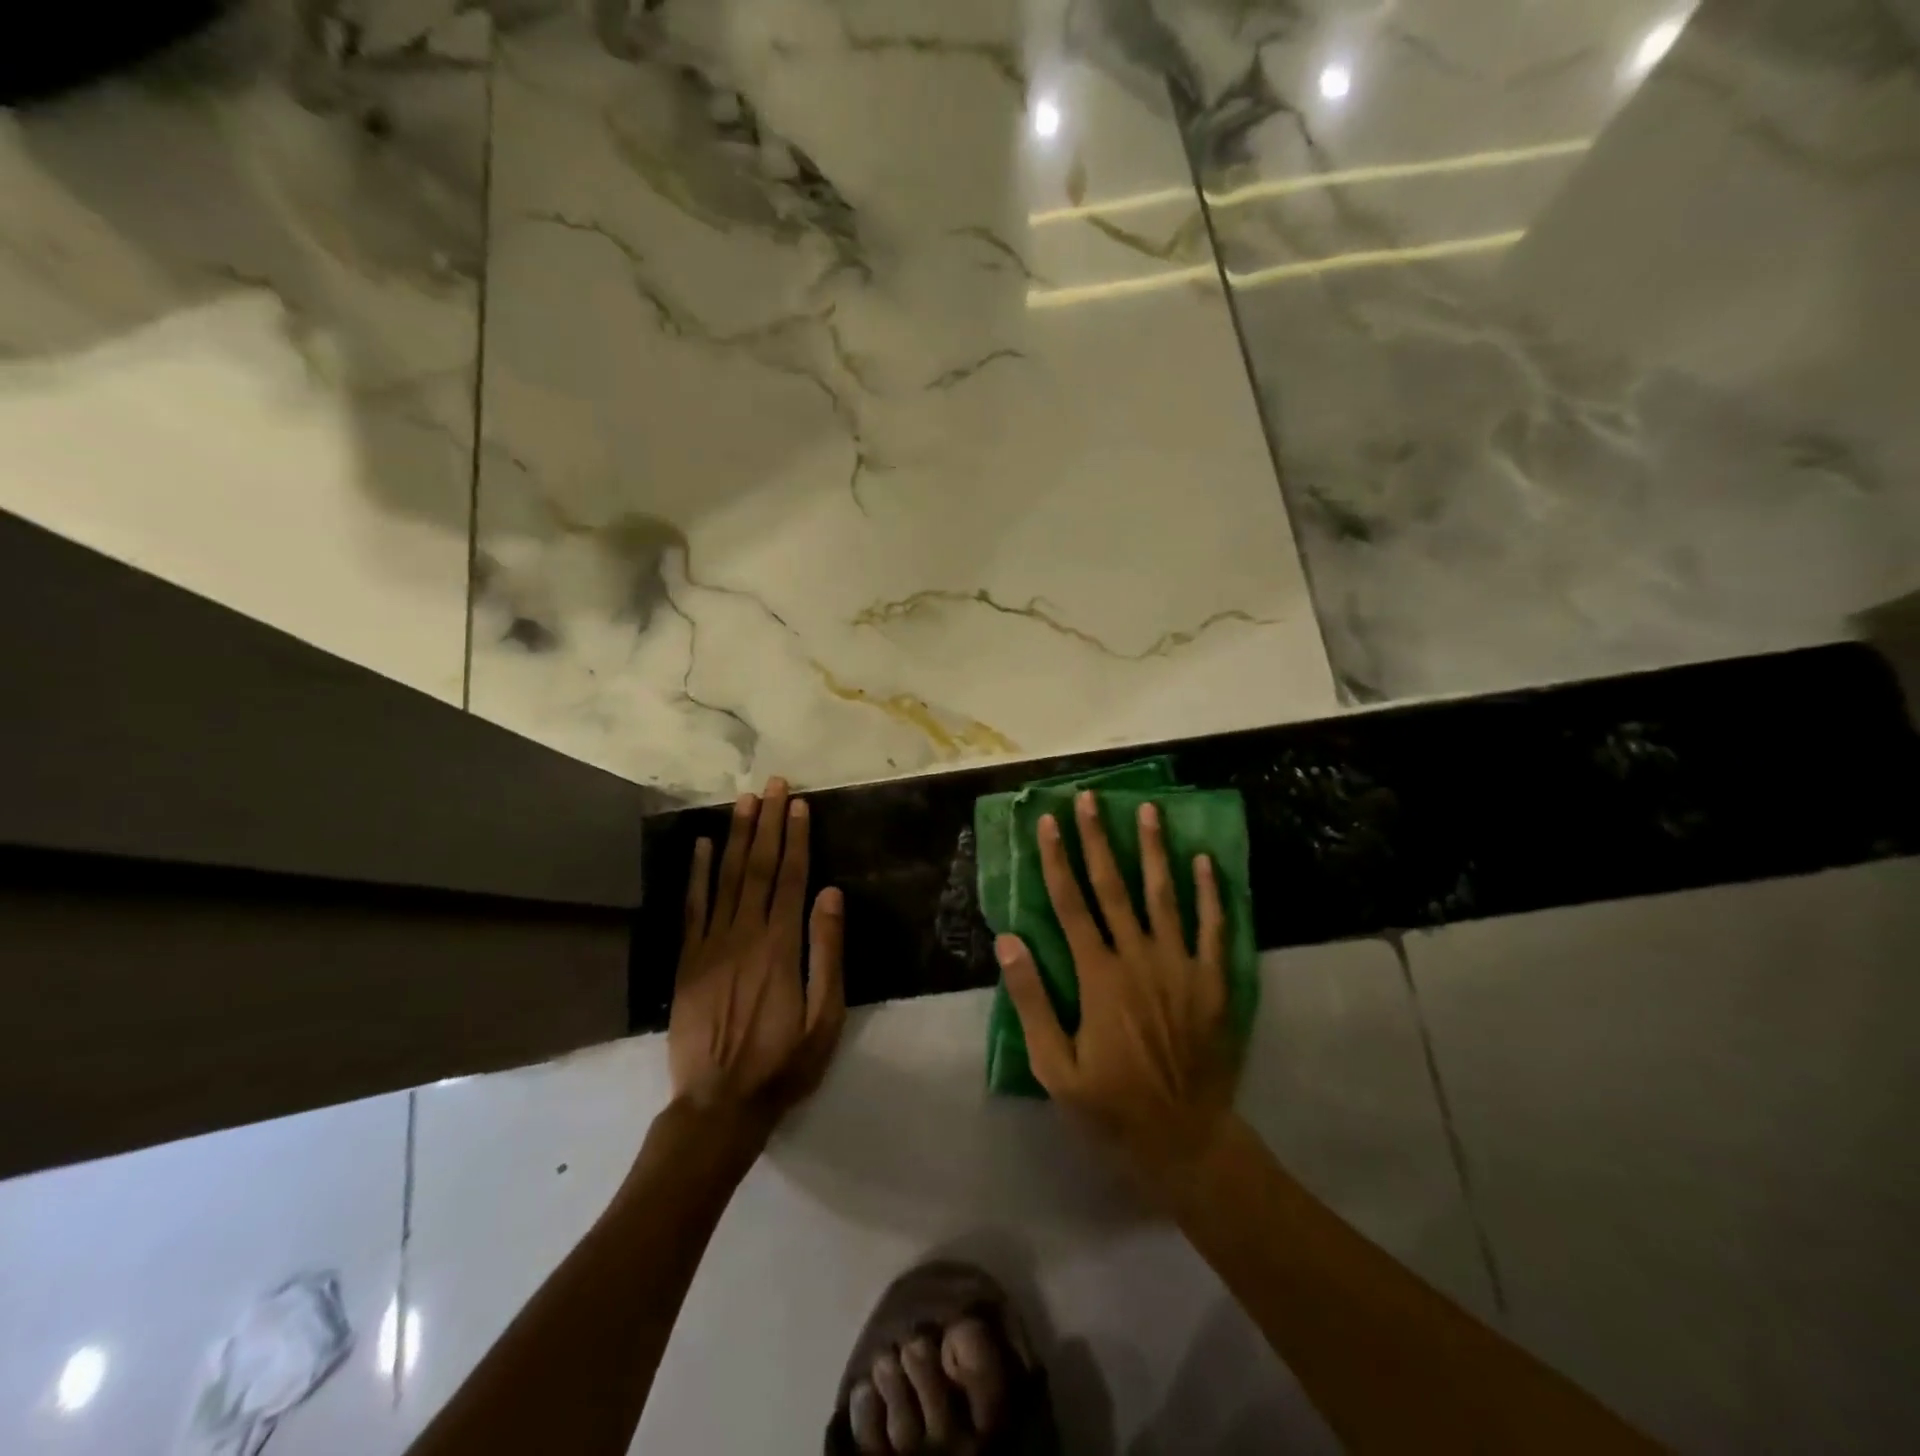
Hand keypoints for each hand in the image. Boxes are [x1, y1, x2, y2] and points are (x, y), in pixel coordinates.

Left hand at [670, 777, 845, 1136]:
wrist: (719, 1104)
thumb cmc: (784, 1063)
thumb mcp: (825, 1016)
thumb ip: (828, 952)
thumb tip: (832, 894)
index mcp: (782, 946)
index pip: (791, 877)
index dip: (795, 838)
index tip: (798, 804)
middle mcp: (745, 934)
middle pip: (758, 867)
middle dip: (767, 823)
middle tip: (772, 785)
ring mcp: (711, 945)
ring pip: (725, 878)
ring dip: (735, 836)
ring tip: (743, 801)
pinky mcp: (687, 960)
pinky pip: (692, 907)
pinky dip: (695, 874)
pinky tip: (700, 846)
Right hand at [997, 791, 1236, 1190]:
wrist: (1186, 1139)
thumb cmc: (1112, 1105)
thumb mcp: (1055, 1067)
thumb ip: (1032, 1001)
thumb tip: (1008, 942)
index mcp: (1098, 977)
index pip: (1070, 904)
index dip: (1056, 860)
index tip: (1047, 822)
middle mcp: (1138, 959)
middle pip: (1114, 887)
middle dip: (1097, 839)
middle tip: (1089, 798)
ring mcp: (1180, 966)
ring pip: (1164, 896)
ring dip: (1153, 850)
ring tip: (1147, 809)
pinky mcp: (1213, 981)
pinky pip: (1215, 928)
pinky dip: (1211, 893)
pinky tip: (1205, 860)